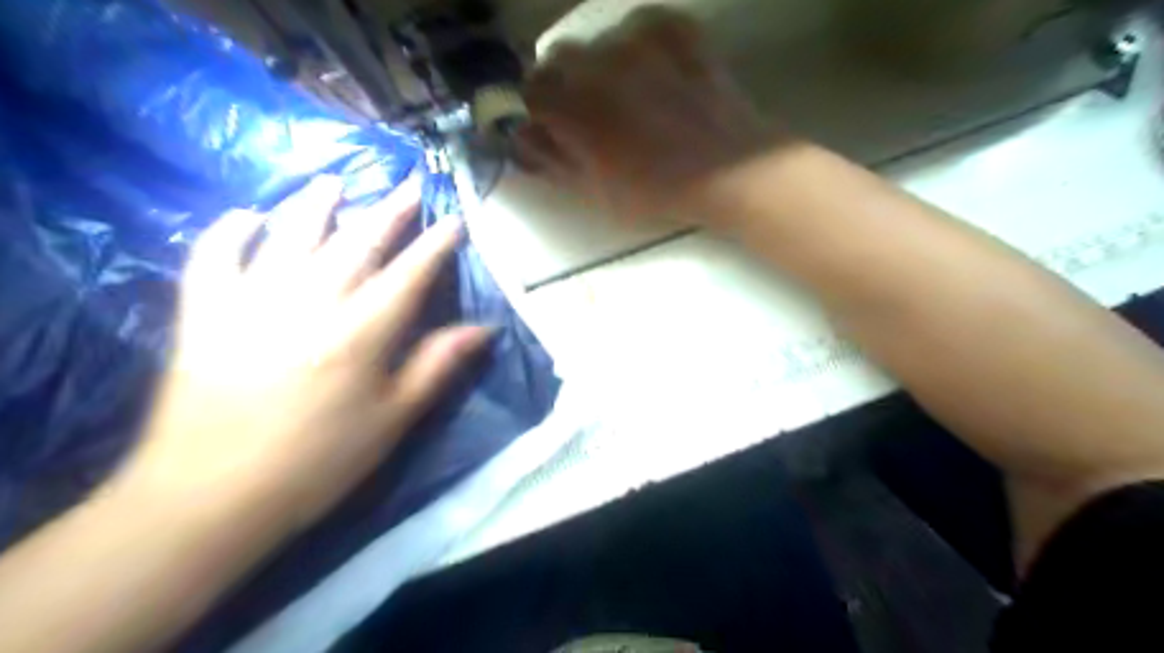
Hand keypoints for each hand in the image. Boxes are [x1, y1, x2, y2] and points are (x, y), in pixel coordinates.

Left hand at [111, 176, 486, 533]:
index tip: (453, 220)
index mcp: (361, 332)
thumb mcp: (393, 420)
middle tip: (407, 187)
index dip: (435, 245)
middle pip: (356, 243)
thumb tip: (484, 329)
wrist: (211, 497)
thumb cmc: (319, 462)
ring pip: (289, 236)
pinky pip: (214, 257)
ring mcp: (251, 301)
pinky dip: (230, 231)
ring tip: (334, 182)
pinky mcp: (205, 313)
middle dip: (387, 212)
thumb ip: (437, 366)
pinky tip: (246, 216)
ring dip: (315, 205)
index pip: (409, 274)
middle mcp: (309, 302)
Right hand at [519, 5, 779, 223]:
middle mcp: (597, 63)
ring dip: (601, 64)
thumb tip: (522, 138)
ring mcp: (638, 40)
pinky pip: (642, 25)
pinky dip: (640, 46)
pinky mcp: (675, 29)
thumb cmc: (656, 192)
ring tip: (628, 93)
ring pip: (599, 40)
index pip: (531, 90)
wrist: (727, 170)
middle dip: (566, 83)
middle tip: (591, 111)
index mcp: (573, 107)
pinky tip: (655, 72)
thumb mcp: (594, 190)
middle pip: (561, 58)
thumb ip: (552, 160)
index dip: (540, 109)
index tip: (555, 126)